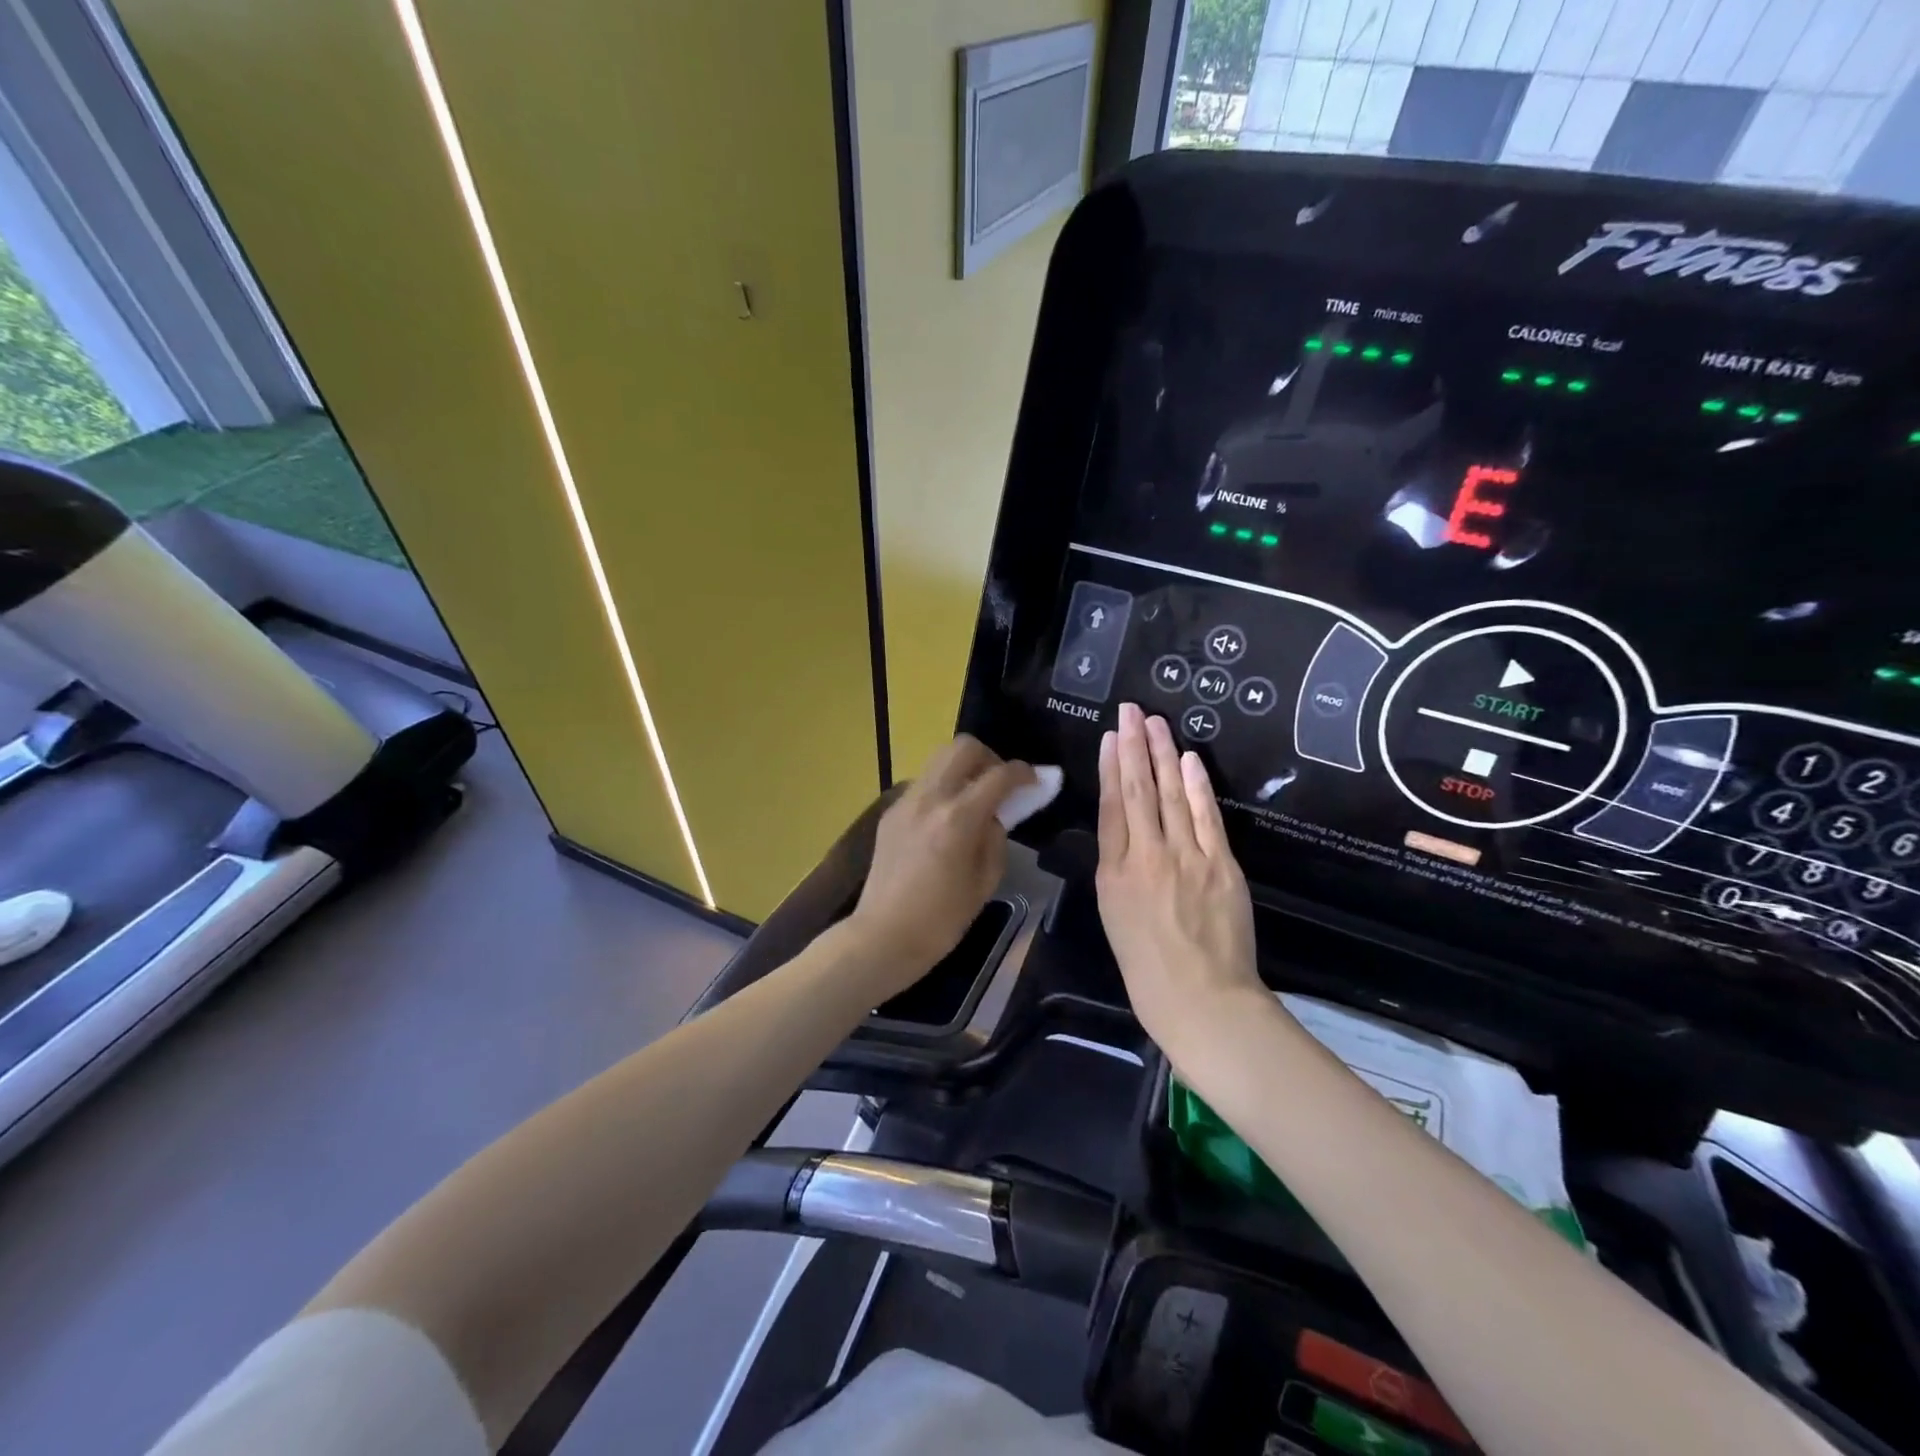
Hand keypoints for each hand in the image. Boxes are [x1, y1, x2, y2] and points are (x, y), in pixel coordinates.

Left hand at [850, 735, 1033, 992]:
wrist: (884, 935)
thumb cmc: (942, 920)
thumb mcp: (985, 882)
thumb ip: (995, 839)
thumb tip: (993, 816)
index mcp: (958, 818)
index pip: (999, 775)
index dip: (1024, 773)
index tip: (1035, 780)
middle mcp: (930, 798)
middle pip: (963, 747)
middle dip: (990, 757)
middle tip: (1000, 783)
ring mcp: (906, 802)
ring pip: (939, 759)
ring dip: (963, 769)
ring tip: (974, 797)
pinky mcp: (891, 812)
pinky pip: (924, 783)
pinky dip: (943, 787)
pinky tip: (947, 817)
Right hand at [1097, 703, 1262, 1062]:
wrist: (1202, 1000)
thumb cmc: (1147, 969)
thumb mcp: (1114, 917)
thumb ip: (1117, 871)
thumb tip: (1124, 834)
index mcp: (1113, 874)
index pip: (1111, 807)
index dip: (1109, 768)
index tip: (1109, 737)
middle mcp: (1146, 857)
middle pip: (1138, 791)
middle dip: (1133, 746)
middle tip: (1130, 710)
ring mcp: (1187, 858)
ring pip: (1172, 795)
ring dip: (1163, 754)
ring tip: (1155, 722)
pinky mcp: (1221, 865)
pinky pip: (1207, 816)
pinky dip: (1198, 785)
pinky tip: (1188, 759)